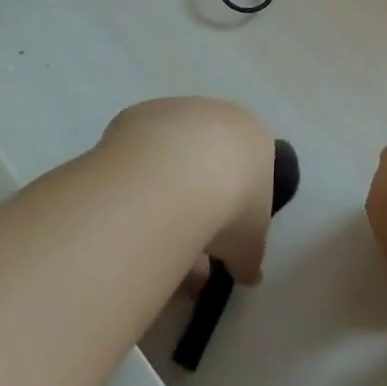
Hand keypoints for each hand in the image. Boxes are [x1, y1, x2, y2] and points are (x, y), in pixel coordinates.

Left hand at [103, 96, 276, 284]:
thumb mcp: (250, 244)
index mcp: (254, 137)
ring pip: (172, 158)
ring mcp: (177, 110)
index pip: (248, 172)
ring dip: (166, 197)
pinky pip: (141, 155)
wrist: (176, 174)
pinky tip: (132, 213)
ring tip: (153, 244)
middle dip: (199, 207)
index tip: (222, 242)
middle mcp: (218, 114)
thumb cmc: (231, 205)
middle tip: (186, 251)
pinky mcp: (139, 115)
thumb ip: (249, 258)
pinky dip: (139, 182)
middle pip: (209, 162)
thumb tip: (248, 275)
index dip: (236, 211)